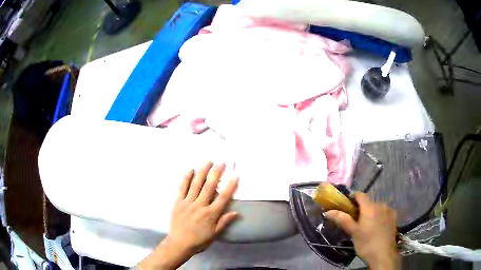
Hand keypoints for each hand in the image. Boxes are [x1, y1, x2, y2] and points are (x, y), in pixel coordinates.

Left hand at [137, 162, 238, 269]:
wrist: (179, 243)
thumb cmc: (199, 240)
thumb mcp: (214, 234)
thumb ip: (224, 222)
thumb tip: (236, 212)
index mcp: (211, 214)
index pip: (223, 197)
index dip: (230, 186)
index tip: (235, 175)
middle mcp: (200, 205)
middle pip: (210, 186)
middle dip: (216, 173)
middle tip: (221, 162)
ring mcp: (188, 202)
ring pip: (196, 184)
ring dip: (202, 172)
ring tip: (208, 161)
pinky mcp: (178, 202)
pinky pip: (182, 188)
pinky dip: (186, 178)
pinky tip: (190, 170)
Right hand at [325, 192, 398, 269]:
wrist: (383, 254)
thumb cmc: (366, 243)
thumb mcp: (353, 233)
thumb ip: (343, 220)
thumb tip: (328, 212)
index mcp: (369, 207)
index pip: (360, 194)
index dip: (353, 197)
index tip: (347, 206)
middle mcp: (381, 205)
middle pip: (369, 202)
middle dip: (361, 208)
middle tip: (355, 220)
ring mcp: (389, 210)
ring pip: (377, 207)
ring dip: (371, 212)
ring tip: (367, 225)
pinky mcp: (394, 217)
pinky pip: (384, 212)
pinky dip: (379, 216)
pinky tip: (377, 227)